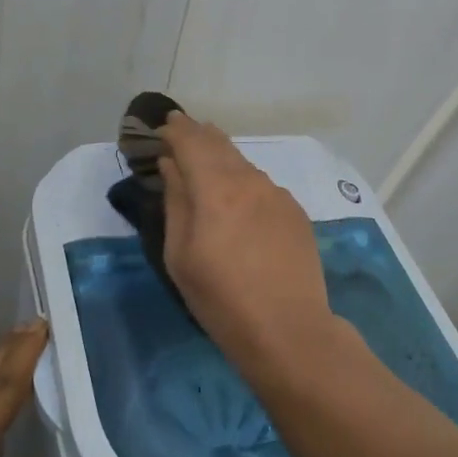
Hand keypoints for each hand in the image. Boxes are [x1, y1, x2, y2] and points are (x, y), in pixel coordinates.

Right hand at [157, 113, 335, 362]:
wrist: (289, 330)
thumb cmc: (221, 299)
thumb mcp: (181, 255)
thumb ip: (176, 202)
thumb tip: (171, 166)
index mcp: (216, 189)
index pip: (191, 142)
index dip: (175, 131)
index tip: (163, 126)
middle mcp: (250, 181)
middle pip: (220, 145)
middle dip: (198, 135)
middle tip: (182, 129)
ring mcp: (277, 194)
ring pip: (243, 163)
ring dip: (222, 156)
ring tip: (208, 158)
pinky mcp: (295, 212)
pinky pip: (262, 185)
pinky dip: (244, 180)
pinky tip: (239, 196)